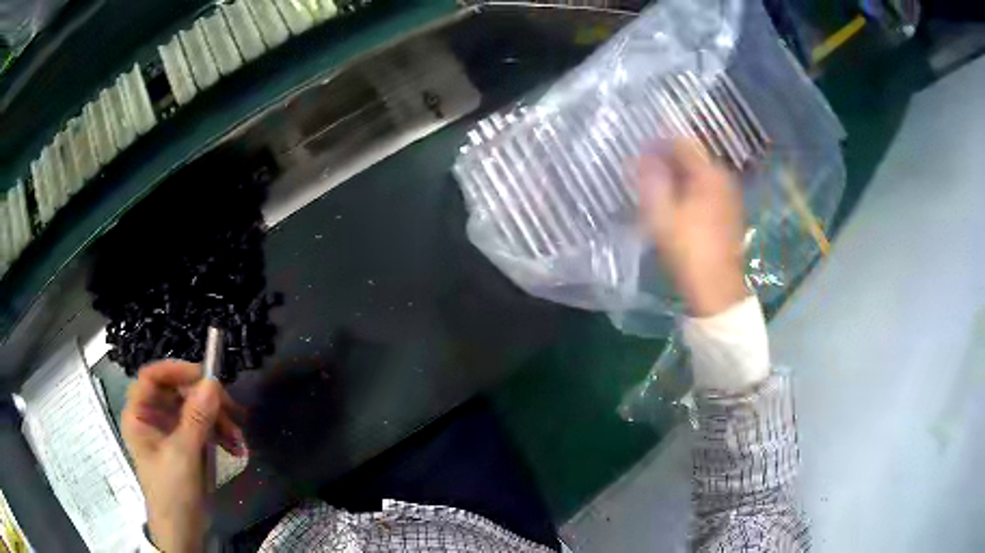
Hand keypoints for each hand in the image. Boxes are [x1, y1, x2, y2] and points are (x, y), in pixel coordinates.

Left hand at [122, 360, 246, 552]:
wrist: (183, 533)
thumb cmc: (173, 494)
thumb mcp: (184, 455)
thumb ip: (196, 418)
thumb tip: (213, 382)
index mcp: (139, 415)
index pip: (152, 377)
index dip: (175, 371)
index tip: (204, 376)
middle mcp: (152, 417)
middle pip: (176, 392)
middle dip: (206, 401)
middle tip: (231, 411)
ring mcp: (169, 431)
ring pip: (193, 409)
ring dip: (217, 420)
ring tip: (238, 439)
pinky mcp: (184, 444)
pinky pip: (201, 427)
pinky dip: (218, 433)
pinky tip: (234, 446)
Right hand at [637, 140, 746, 316]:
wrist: (716, 288)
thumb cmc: (687, 249)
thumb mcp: (661, 213)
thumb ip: (651, 178)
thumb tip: (643, 154)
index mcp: (708, 173)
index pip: (682, 142)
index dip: (659, 141)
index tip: (640, 146)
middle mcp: (723, 177)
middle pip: (693, 157)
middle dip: (669, 158)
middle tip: (646, 167)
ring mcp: (730, 195)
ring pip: (700, 174)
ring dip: (680, 174)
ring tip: (659, 185)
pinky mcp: (730, 212)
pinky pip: (707, 189)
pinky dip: (691, 188)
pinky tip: (678, 202)